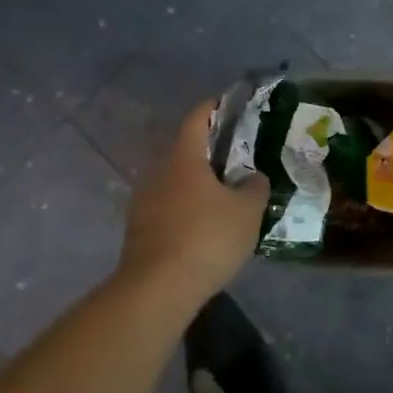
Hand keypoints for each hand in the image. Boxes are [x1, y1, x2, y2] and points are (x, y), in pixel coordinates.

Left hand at [119, 101, 268, 303]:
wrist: (157, 289)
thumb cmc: (207, 238)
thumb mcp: (247, 212)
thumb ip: (254, 188)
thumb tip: (253, 177)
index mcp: (183, 158)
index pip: (197, 119)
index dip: (213, 108)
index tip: (228, 103)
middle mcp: (157, 173)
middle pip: (185, 152)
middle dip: (210, 153)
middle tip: (237, 159)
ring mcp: (143, 203)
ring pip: (175, 183)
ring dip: (197, 186)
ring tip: (224, 198)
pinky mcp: (138, 231)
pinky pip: (168, 210)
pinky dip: (186, 211)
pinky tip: (204, 229)